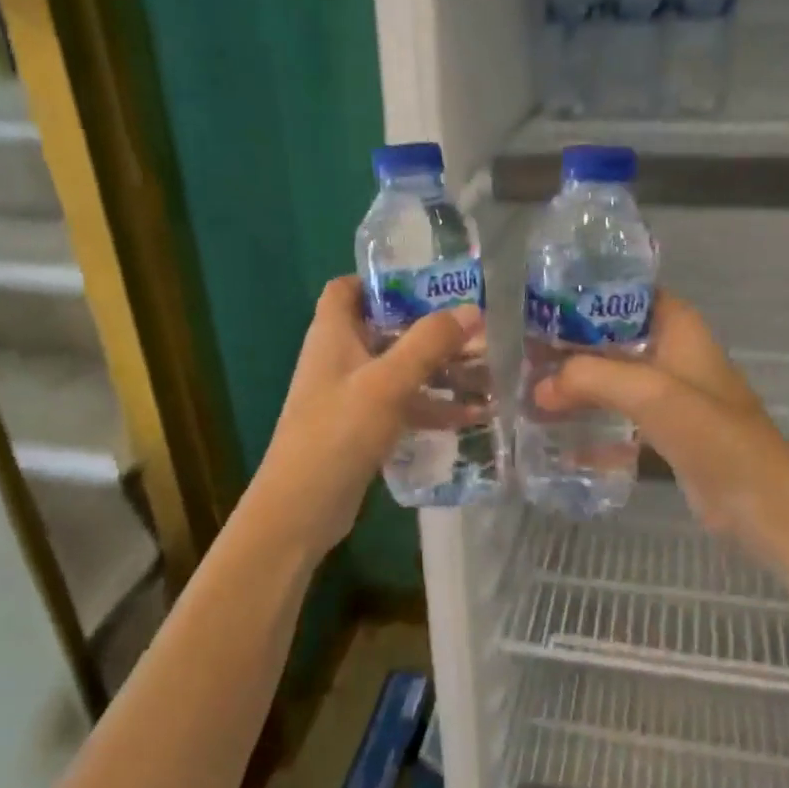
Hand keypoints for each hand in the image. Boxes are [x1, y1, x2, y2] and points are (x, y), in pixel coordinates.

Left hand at [252, 276, 482, 554]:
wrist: (301, 508)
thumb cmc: (338, 432)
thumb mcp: (387, 382)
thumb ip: (428, 343)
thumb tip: (470, 309)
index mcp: (332, 335)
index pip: (347, 289)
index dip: (380, 279)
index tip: (427, 282)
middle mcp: (339, 359)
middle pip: (384, 329)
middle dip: (427, 328)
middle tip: (474, 327)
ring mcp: (350, 396)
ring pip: (398, 370)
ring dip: (437, 370)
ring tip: (486, 371)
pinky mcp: (361, 429)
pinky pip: (401, 406)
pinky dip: (431, 407)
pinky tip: (472, 416)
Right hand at [533, 290, 788, 558]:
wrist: (758, 502)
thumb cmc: (712, 435)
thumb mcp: (650, 393)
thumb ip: (592, 378)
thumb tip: (540, 386)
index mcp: (679, 329)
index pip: (628, 294)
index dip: (587, 295)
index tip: (543, 306)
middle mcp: (674, 354)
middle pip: (614, 337)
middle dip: (573, 345)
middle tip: (525, 354)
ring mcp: (670, 395)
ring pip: (614, 378)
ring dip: (579, 384)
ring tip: (532, 391)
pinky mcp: (665, 431)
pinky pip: (620, 416)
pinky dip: (593, 421)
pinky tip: (558, 436)